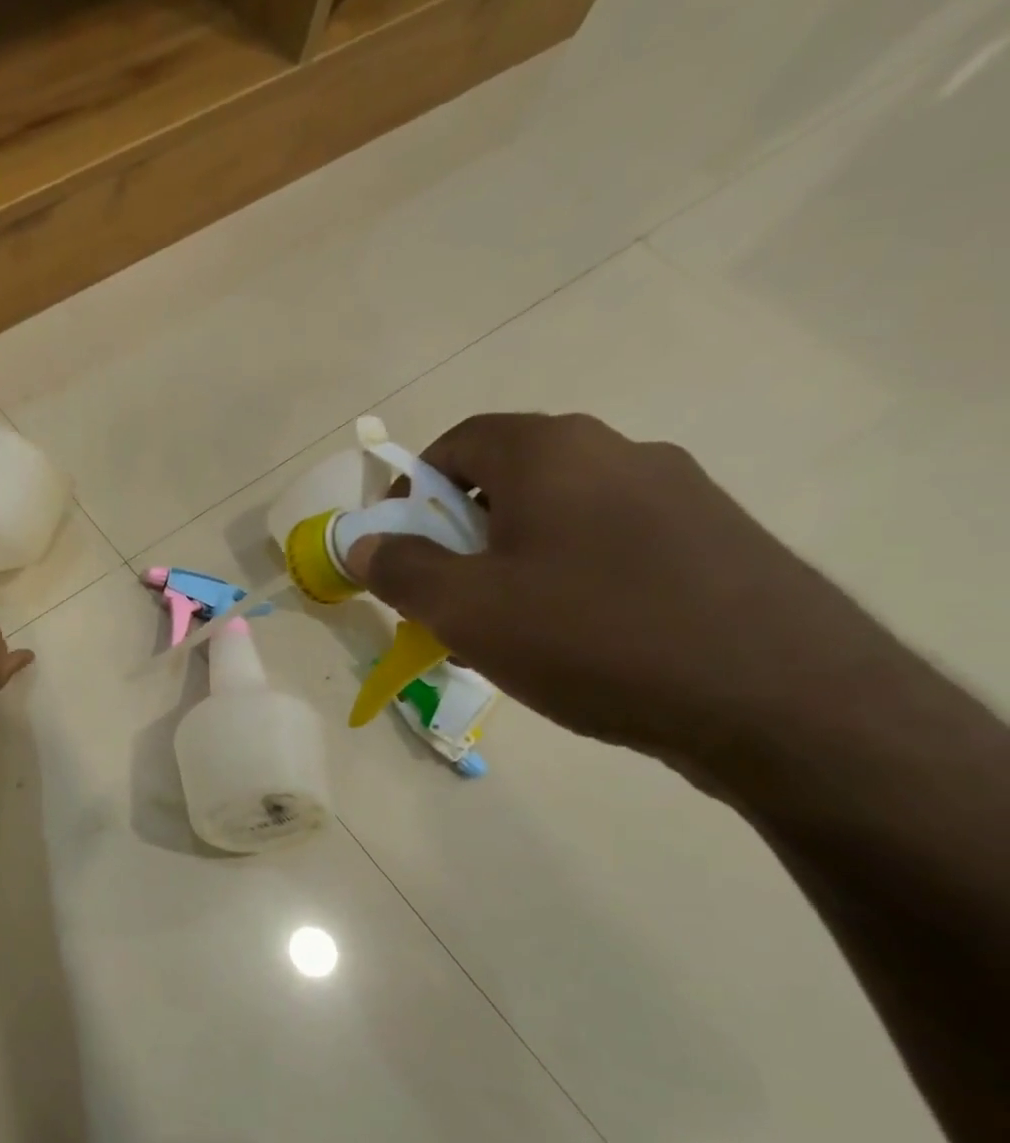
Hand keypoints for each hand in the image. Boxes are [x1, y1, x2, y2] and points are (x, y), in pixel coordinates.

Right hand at [344, 413, 887, 767]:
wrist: (781, 700)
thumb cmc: (592, 635)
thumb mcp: (465, 608)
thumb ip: (399, 569)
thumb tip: (361, 543)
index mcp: (551, 451)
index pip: (457, 443)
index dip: (412, 492)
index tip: (399, 548)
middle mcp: (618, 451)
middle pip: (508, 478)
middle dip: (460, 534)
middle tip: (446, 596)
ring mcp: (679, 492)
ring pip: (561, 515)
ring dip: (514, 560)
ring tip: (508, 630)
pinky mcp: (717, 539)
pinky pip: (613, 543)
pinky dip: (571, 576)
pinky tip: (576, 639)